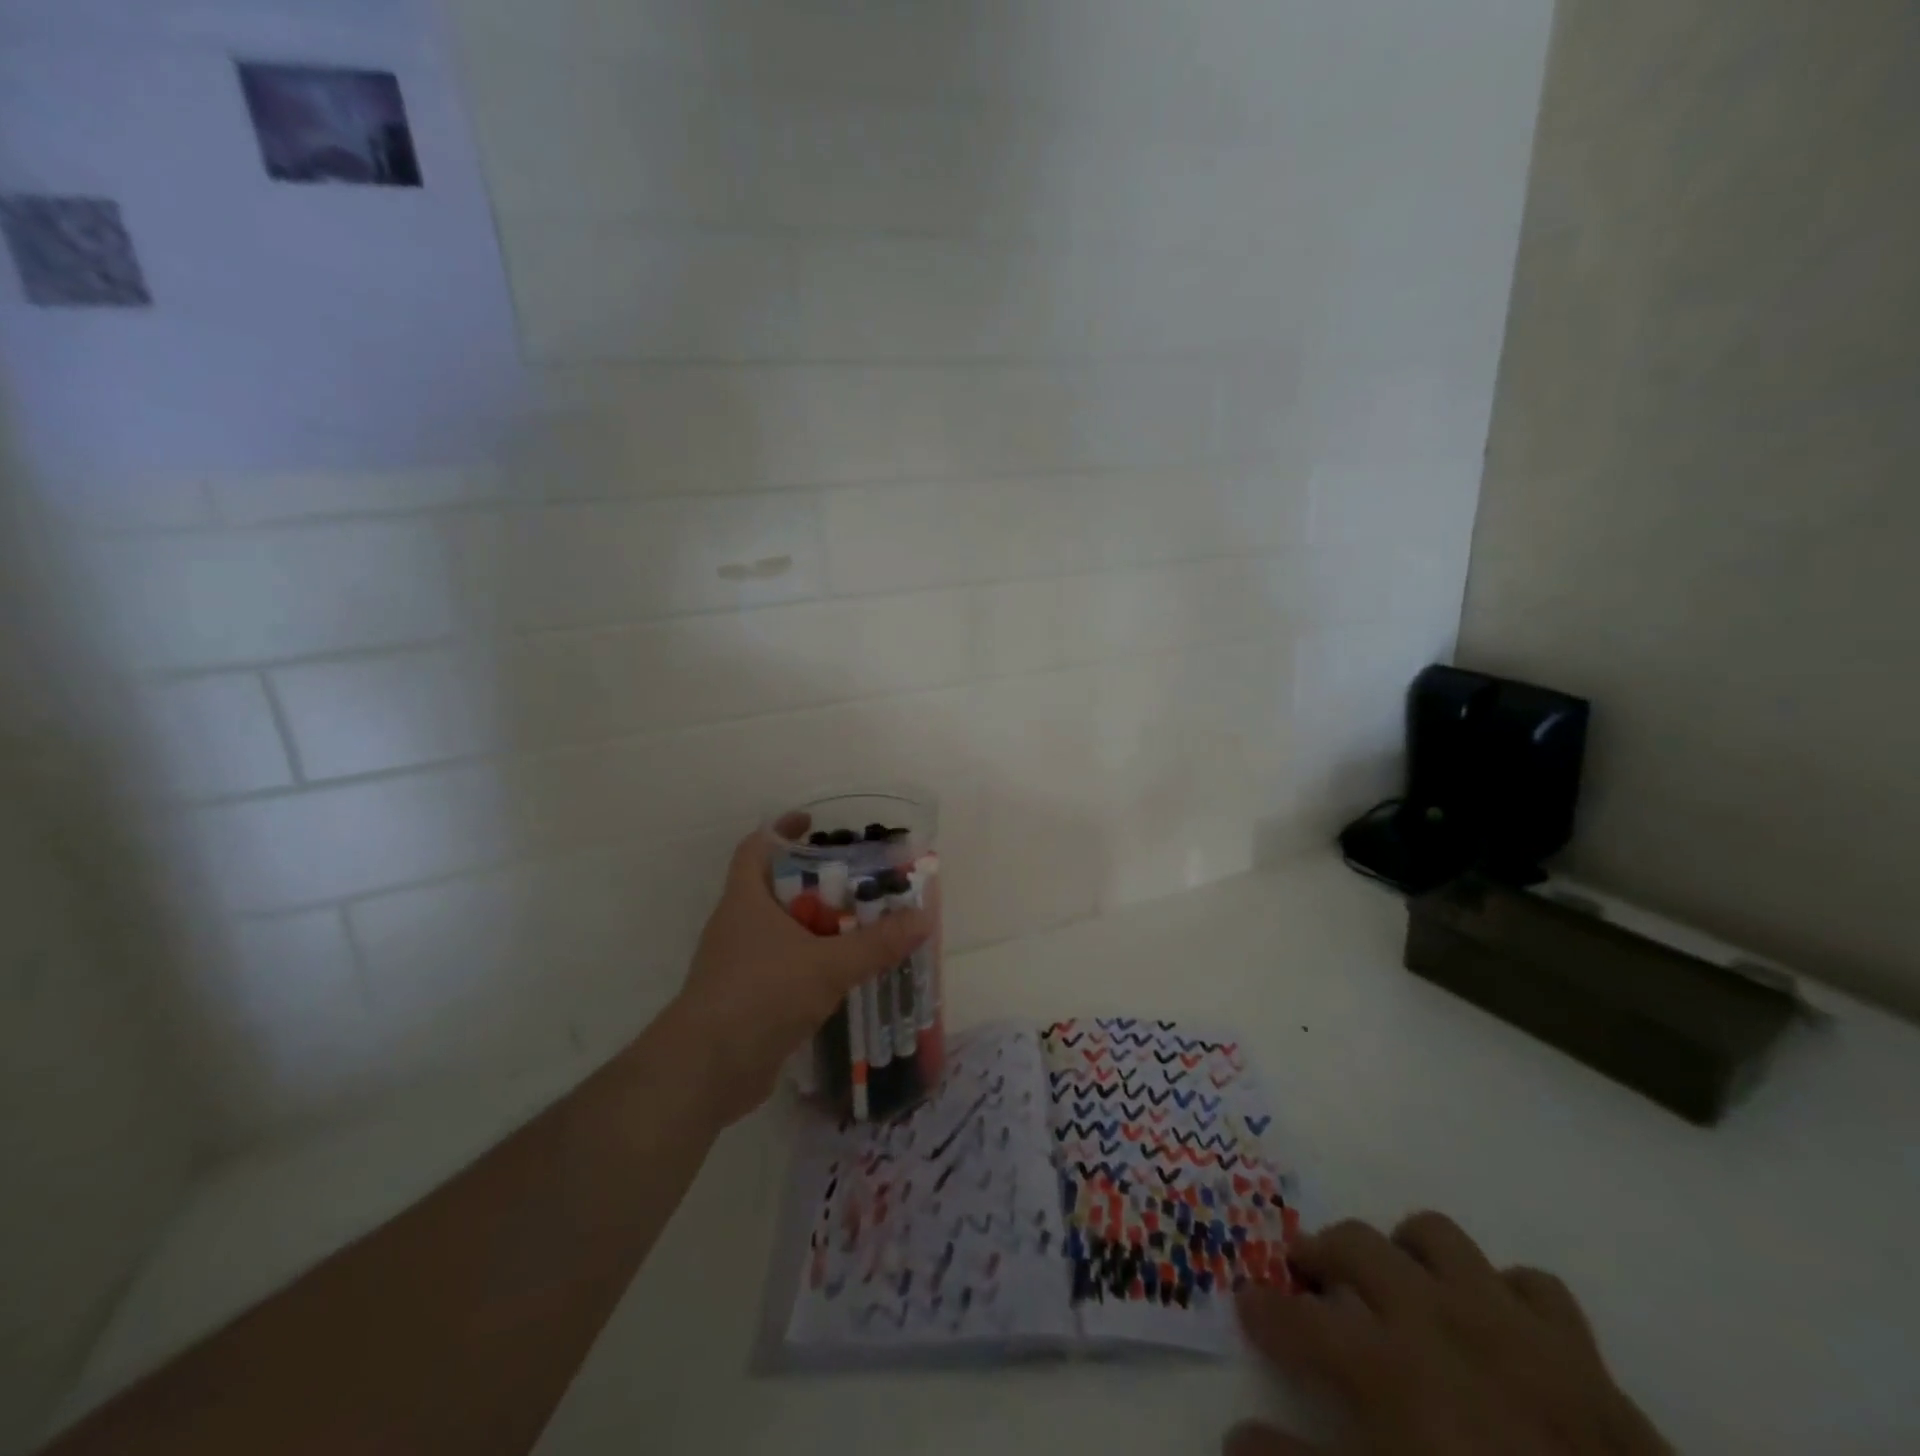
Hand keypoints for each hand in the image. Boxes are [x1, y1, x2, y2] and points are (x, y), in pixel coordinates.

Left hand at [670, 820, 930, 1125]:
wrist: (706, 1071)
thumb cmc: (761, 995)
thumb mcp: (828, 965)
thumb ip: (876, 943)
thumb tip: (923, 919)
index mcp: (745, 900)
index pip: (755, 848)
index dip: (782, 830)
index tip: (814, 825)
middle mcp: (738, 925)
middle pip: (778, 889)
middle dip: (818, 883)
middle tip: (860, 882)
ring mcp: (740, 964)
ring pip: (784, 932)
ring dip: (818, 928)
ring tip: (863, 927)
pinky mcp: (748, 999)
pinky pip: (786, 968)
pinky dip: (812, 964)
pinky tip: (844, 975)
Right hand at [1230, 1213, 1669, 1455]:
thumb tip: (1233, 1439)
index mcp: (1385, 1363)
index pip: (1297, 1320)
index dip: (1264, 1311)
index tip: (1246, 1304)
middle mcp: (1434, 1317)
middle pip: (1355, 1246)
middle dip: (1319, 1253)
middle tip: (1308, 1274)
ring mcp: (1508, 1321)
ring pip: (1436, 1236)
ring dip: (1406, 1250)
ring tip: (1397, 1279)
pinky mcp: (1576, 1346)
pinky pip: (1531, 1285)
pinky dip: (1505, 1294)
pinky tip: (1497, 1323)